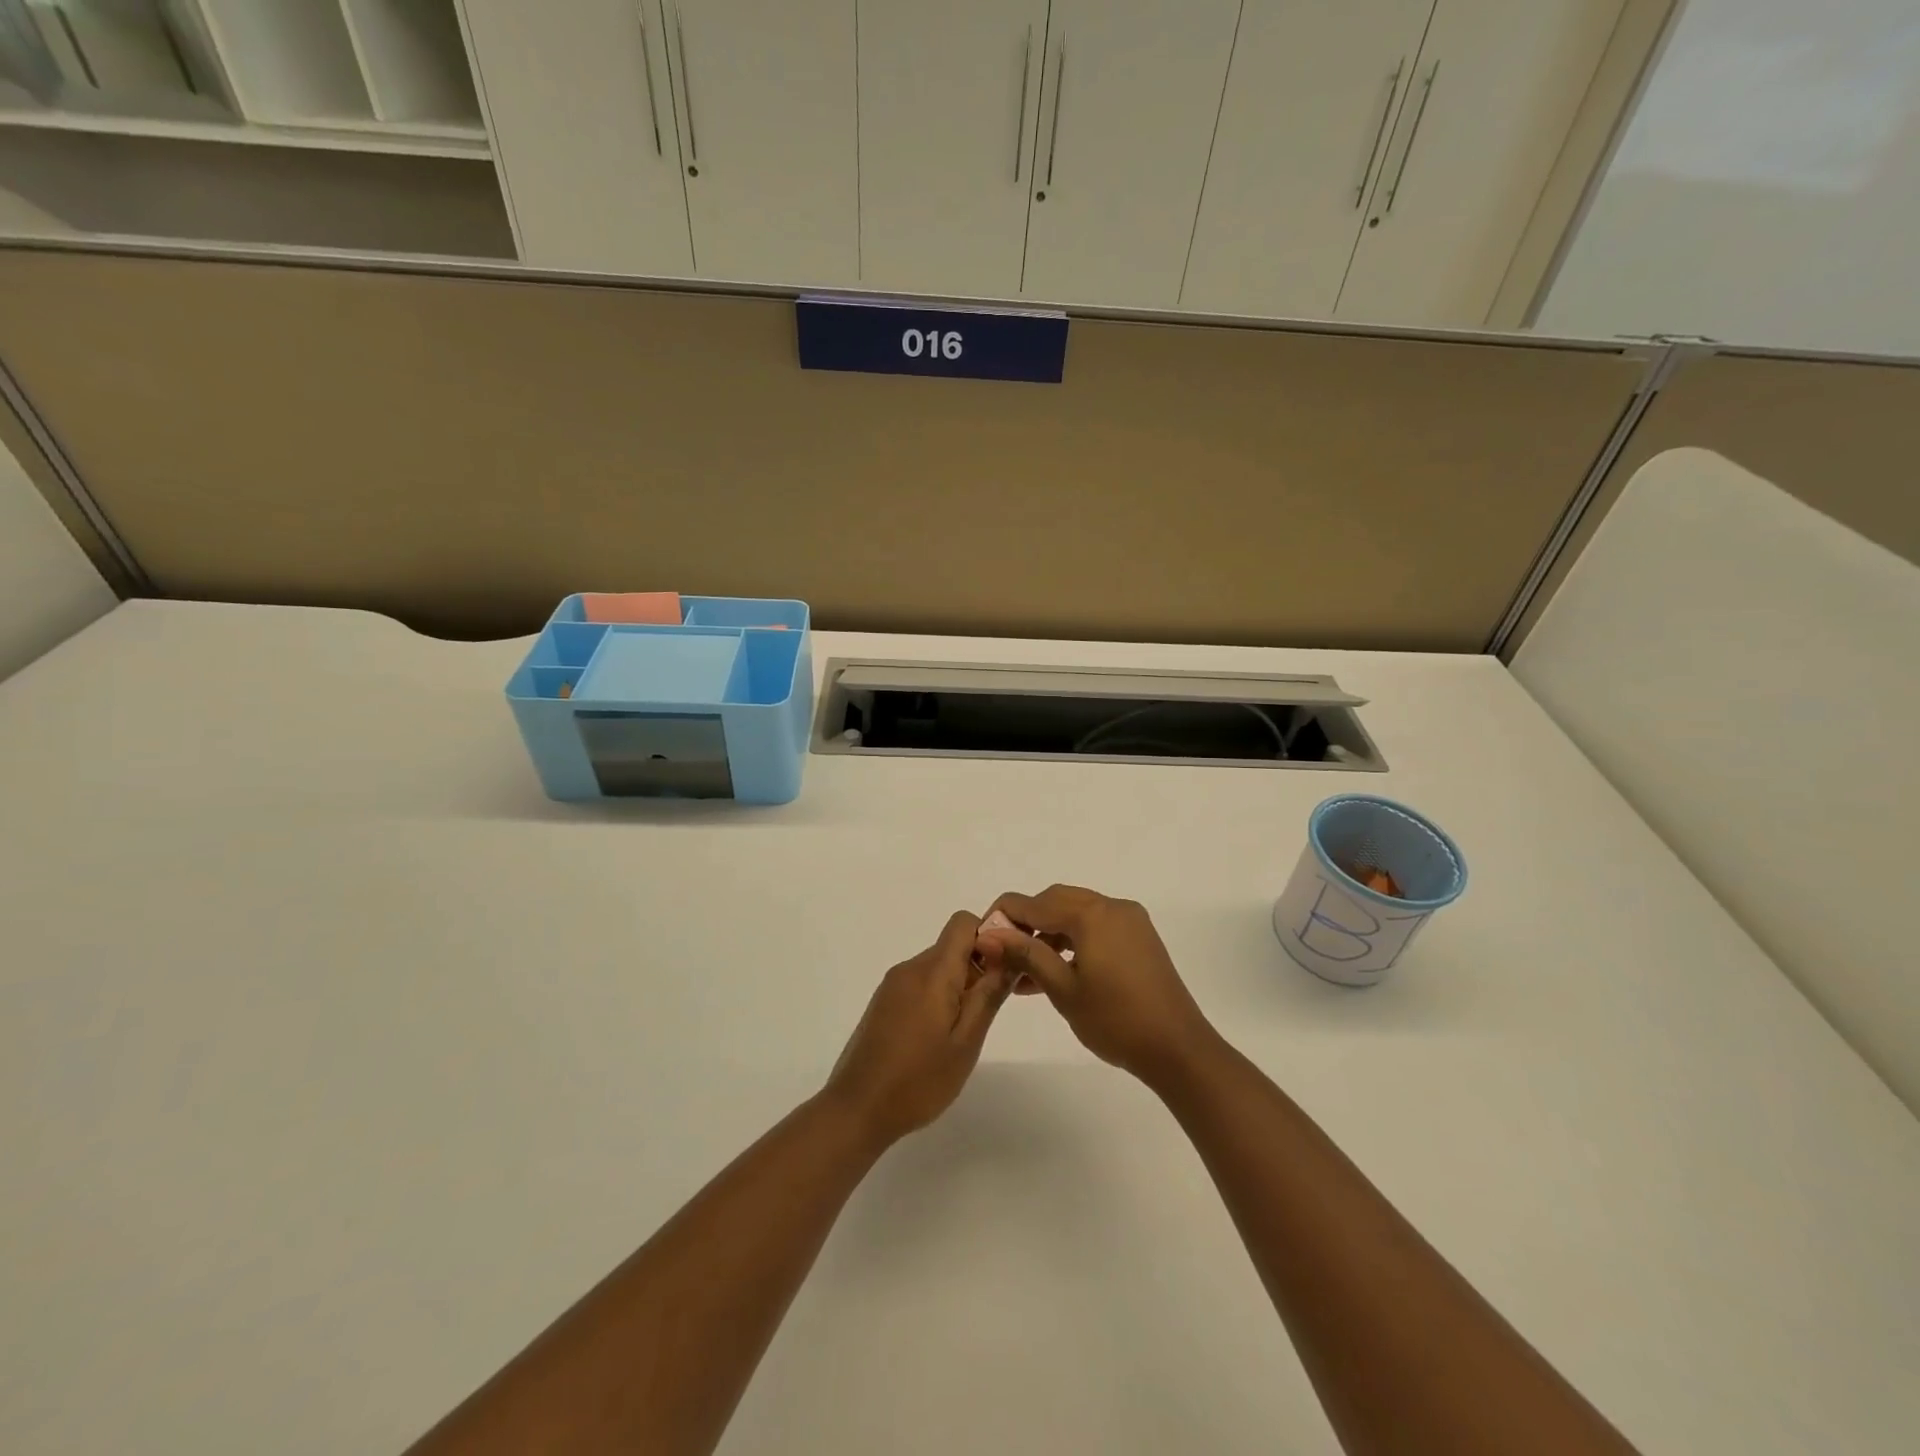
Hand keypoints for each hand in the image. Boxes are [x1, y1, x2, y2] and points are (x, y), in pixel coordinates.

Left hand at [823, 911, 1013, 1147]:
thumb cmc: (918, 1080)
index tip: (1003, 971)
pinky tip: (939, 1038)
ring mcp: (893, 985)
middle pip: (952, 946)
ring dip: (958, 986)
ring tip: (964, 1031)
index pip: (963, 923)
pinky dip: (938, 997)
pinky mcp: (884, 1002)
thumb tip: (1010, 955)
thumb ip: (989, 995)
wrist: (856, 1109)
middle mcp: (910, 968)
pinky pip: (920, 983)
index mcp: (931, 972)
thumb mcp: (966, 1041)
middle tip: (990, 1011)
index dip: (989, 937)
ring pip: (937, 966)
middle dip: (978, 967)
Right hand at [975, 886, 1217, 1085]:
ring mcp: (1129, 920)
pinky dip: (1072, 941)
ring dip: (1048, 934)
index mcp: (1091, 914)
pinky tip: (1054, 970)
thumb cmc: (1115, 1020)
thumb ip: (1026, 954)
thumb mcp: (1063, 989)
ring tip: (1023, 971)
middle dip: (1026, 923)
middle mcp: (1111, 906)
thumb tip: (990, 934)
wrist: (1178, 1048)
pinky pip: (1096, 927)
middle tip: (1003, 952)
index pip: (1034, 903)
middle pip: (1055, 901)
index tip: (982, 938)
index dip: (1003, 916)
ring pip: (1076, 914)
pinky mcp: (1139, 937)